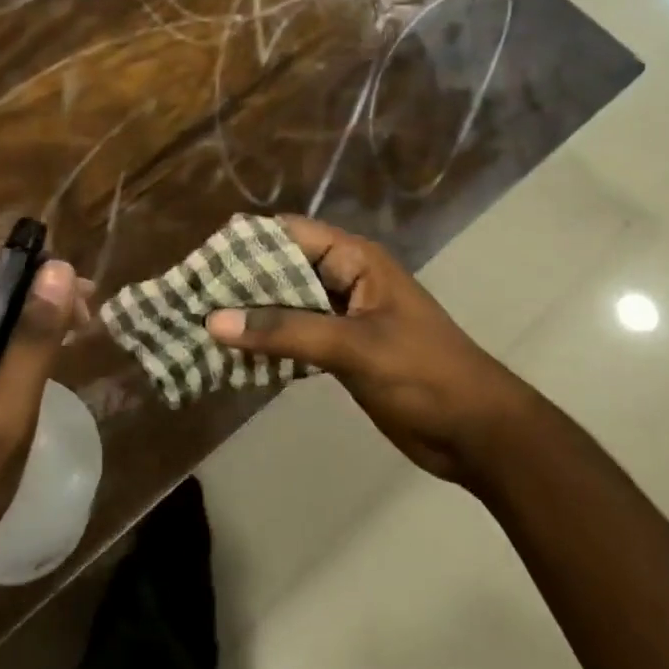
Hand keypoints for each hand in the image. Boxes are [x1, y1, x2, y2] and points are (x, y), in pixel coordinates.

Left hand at [0, 239, 89, 588]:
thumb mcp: (0, 425)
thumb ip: (31, 347)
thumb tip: (61, 270)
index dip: (39, 265)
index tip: (81, 297)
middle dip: (44, 290)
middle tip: (89, 323)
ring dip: (36, 316)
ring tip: (79, 339)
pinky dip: (20, 342)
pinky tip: (45, 367)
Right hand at [205, 215, 525, 484]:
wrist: (478, 434)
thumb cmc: (424, 374)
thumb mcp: (354, 347)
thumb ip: (285, 332)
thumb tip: (214, 321)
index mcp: (354, 260)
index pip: (289, 235)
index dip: (245, 244)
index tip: (200, 261)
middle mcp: (344, 279)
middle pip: (281, 269)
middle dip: (239, 282)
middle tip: (190, 296)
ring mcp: (341, 316)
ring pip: (284, 305)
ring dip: (248, 315)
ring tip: (198, 324)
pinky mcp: (339, 350)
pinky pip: (293, 337)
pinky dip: (265, 343)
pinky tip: (231, 356)